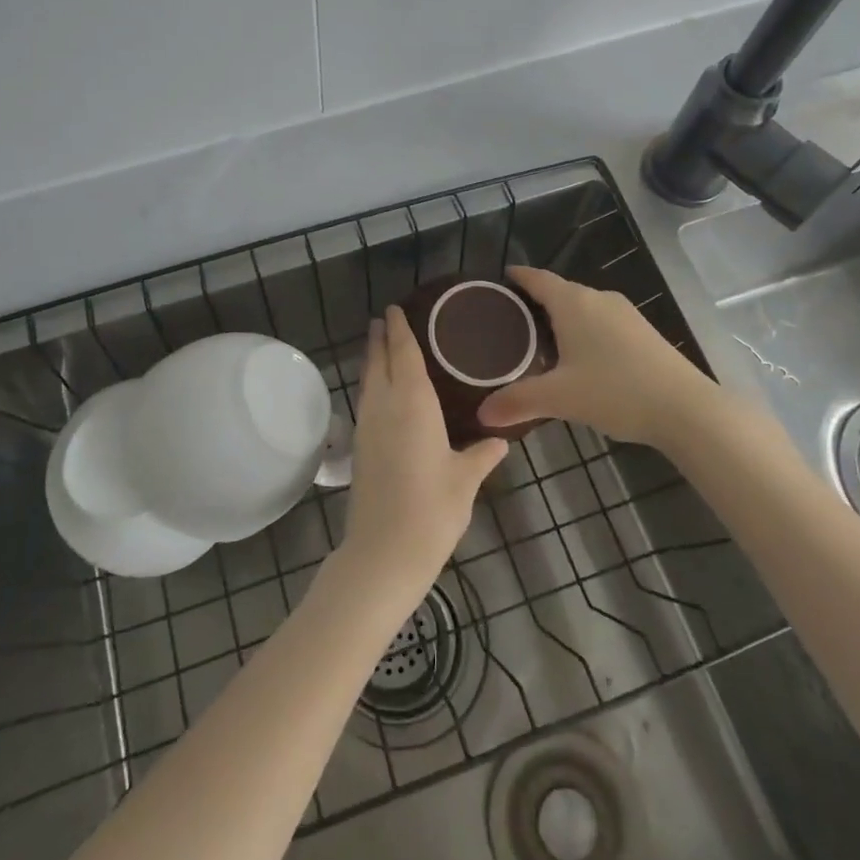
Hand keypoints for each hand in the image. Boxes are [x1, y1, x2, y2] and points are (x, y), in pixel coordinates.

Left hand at [337, 307, 507, 593]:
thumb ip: (481, 455)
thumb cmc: (432, 509)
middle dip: (380, 338)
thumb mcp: (464, 480)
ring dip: (371, 359)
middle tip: (384, 318)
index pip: (403, 354)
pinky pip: (365, 400)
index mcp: (413, 404)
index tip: (395, 309)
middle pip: (378, 361)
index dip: (399, 329)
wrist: (384, 551)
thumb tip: (501, 440)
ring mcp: (367, 426)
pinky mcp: (359, 446)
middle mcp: (385, 406)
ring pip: (368, 380)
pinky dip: (371, 384)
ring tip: (379, 344)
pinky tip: (379, 391)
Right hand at [478, 267, 717, 448]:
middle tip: (509, 321)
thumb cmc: (615, 391)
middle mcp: (598, 298)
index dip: (517, 277)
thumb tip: (482, 414)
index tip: (498, 281)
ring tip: (539, 341)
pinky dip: (583, 330)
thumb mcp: (559, 398)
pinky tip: (579, 358)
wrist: (686, 409)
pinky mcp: (643, 332)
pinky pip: (602, 321)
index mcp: (573, 302)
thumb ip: (517, 402)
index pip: (537, 278)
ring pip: (583, 307)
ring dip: (561, 318)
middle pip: (559, 291)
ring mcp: (625, 314)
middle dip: (535, 302)